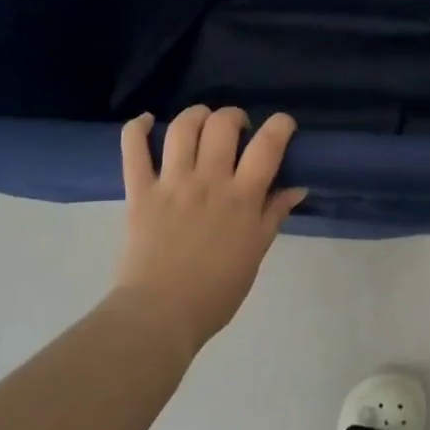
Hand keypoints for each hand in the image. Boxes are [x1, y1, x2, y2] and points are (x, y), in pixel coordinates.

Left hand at [112, 106, 306, 357]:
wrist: (160, 315)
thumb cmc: (216, 291)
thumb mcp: (255, 253)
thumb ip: (274, 215)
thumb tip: (296, 187)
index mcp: (242, 197)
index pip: (268, 145)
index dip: (280, 125)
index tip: (282, 126)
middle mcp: (208, 180)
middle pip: (223, 125)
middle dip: (235, 116)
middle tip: (237, 130)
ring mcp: (171, 183)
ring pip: (183, 127)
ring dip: (196, 114)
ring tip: (202, 123)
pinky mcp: (139, 191)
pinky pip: (133, 148)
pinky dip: (138, 127)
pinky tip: (148, 121)